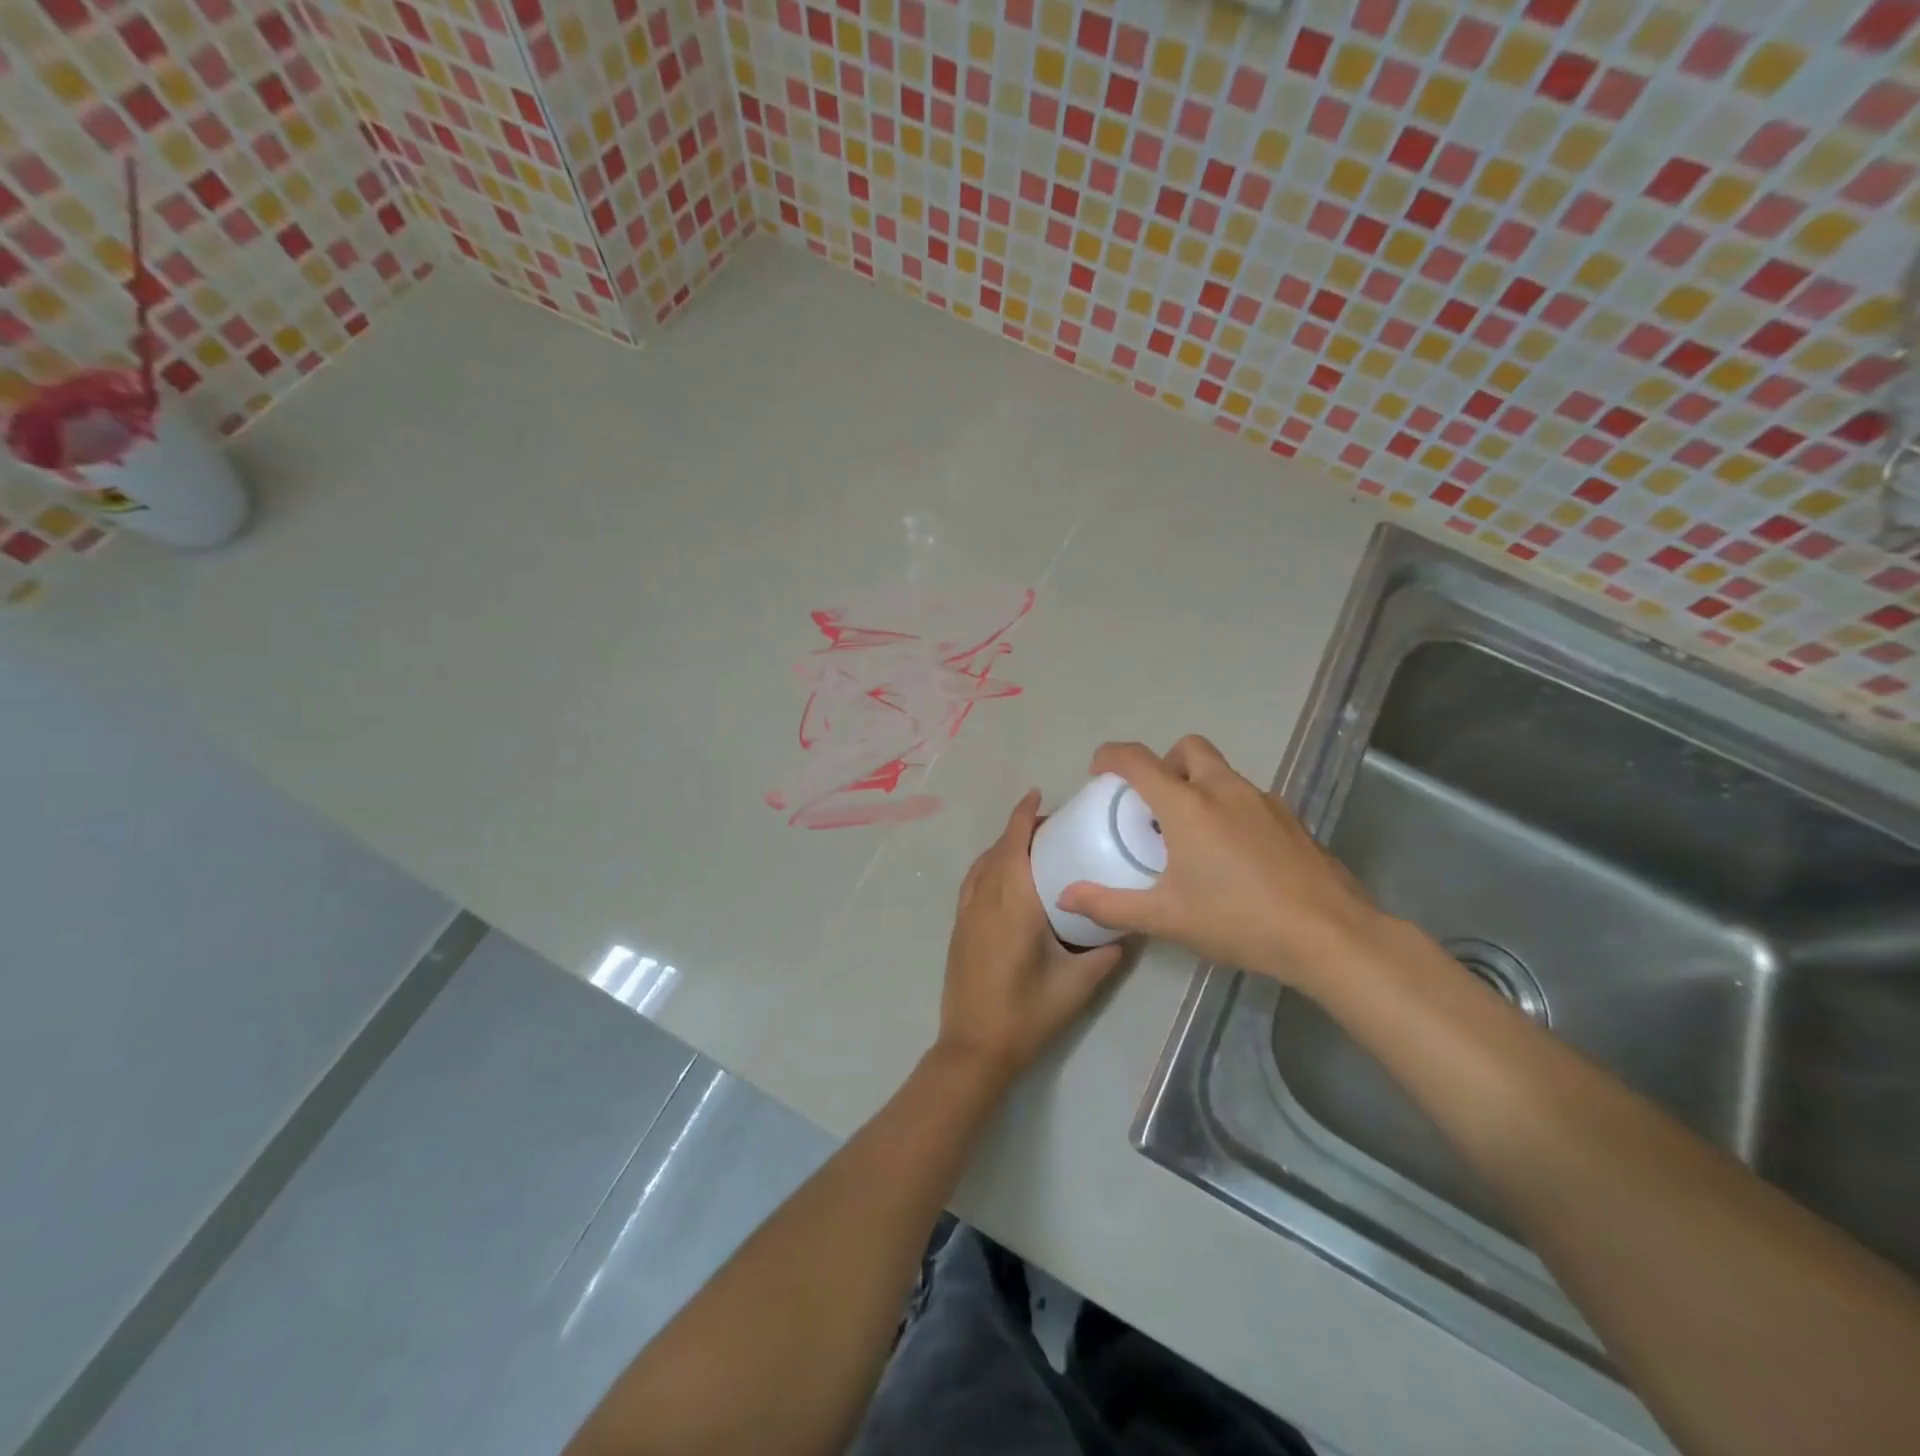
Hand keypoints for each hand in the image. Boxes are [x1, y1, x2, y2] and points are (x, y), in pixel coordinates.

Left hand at [937, 790, 1126, 1085]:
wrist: (973, 1048)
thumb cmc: (1026, 1014)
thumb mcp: (1076, 986)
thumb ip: (1104, 954)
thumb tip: (1128, 930)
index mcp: (1012, 905)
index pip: (1014, 846)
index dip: (1022, 816)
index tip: (1036, 793)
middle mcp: (984, 900)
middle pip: (998, 850)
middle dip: (1019, 829)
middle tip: (1051, 826)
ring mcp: (966, 914)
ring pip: (982, 865)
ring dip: (1002, 847)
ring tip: (1032, 848)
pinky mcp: (958, 929)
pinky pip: (973, 882)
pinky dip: (988, 866)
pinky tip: (1007, 880)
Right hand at [1054, 736, 1383, 992]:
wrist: (1329, 935)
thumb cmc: (1238, 920)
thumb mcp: (1165, 918)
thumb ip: (1110, 905)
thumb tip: (1066, 897)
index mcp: (1187, 805)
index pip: (1138, 760)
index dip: (1111, 756)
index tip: (1099, 771)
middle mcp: (1224, 789)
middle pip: (1187, 749)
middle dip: (1164, 764)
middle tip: (1155, 805)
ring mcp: (1263, 800)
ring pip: (1221, 771)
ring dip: (1198, 785)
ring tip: (1193, 835)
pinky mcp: (1290, 818)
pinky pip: (1248, 796)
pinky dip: (1229, 807)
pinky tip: (1234, 854)